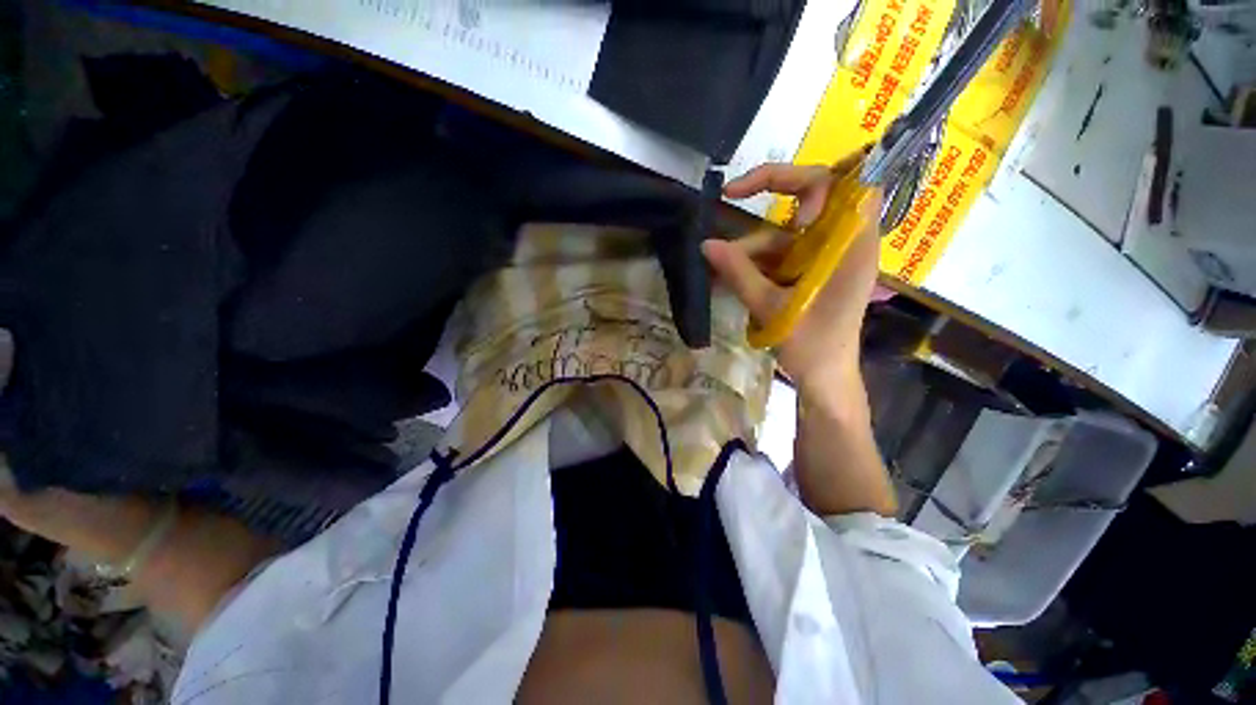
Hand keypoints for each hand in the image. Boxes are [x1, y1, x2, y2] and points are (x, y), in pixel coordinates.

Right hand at [702, 159, 882, 396]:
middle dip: (769, 193)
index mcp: (850, 246)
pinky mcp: (808, 272)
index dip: (809, 179)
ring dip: (750, 248)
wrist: (823, 379)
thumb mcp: (772, 307)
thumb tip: (706, 245)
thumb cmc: (811, 347)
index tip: (774, 199)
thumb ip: (739, 273)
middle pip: (811, 196)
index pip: (845, 183)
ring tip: (717, 269)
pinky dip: (754, 264)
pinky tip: (728, 276)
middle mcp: (842, 242)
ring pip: (784, 233)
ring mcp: (823, 257)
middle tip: (730, 194)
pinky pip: (778, 255)